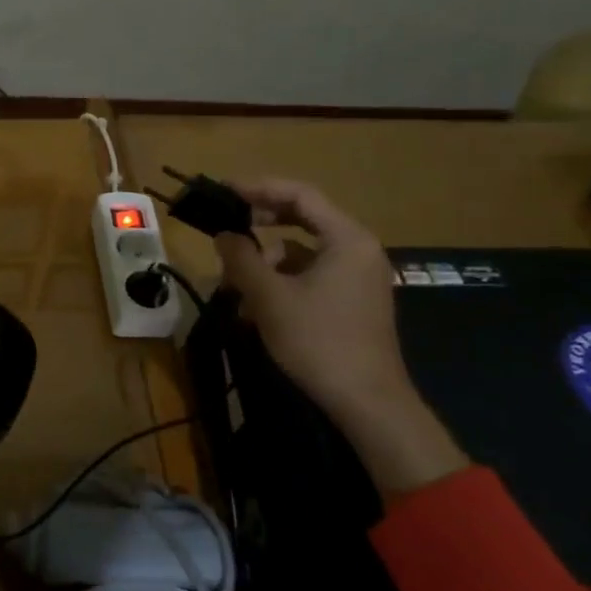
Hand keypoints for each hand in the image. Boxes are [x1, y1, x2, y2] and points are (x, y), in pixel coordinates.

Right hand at [212, 177, 408, 419]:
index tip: (223, 191)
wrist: (366, 402)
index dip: (258, 188)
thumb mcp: (269, 297)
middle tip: (227, 229)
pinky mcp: (353, 300)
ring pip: (303, 251)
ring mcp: (359, 276)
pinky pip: (311, 274)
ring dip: (266, 260)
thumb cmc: (318, 341)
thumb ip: (241, 258)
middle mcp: (359, 249)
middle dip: (260, 225)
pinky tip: (256, 306)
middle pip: (303, 219)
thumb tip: (224, 234)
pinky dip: (282, 280)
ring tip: (234, 282)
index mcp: (347, 239)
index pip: (300, 195)